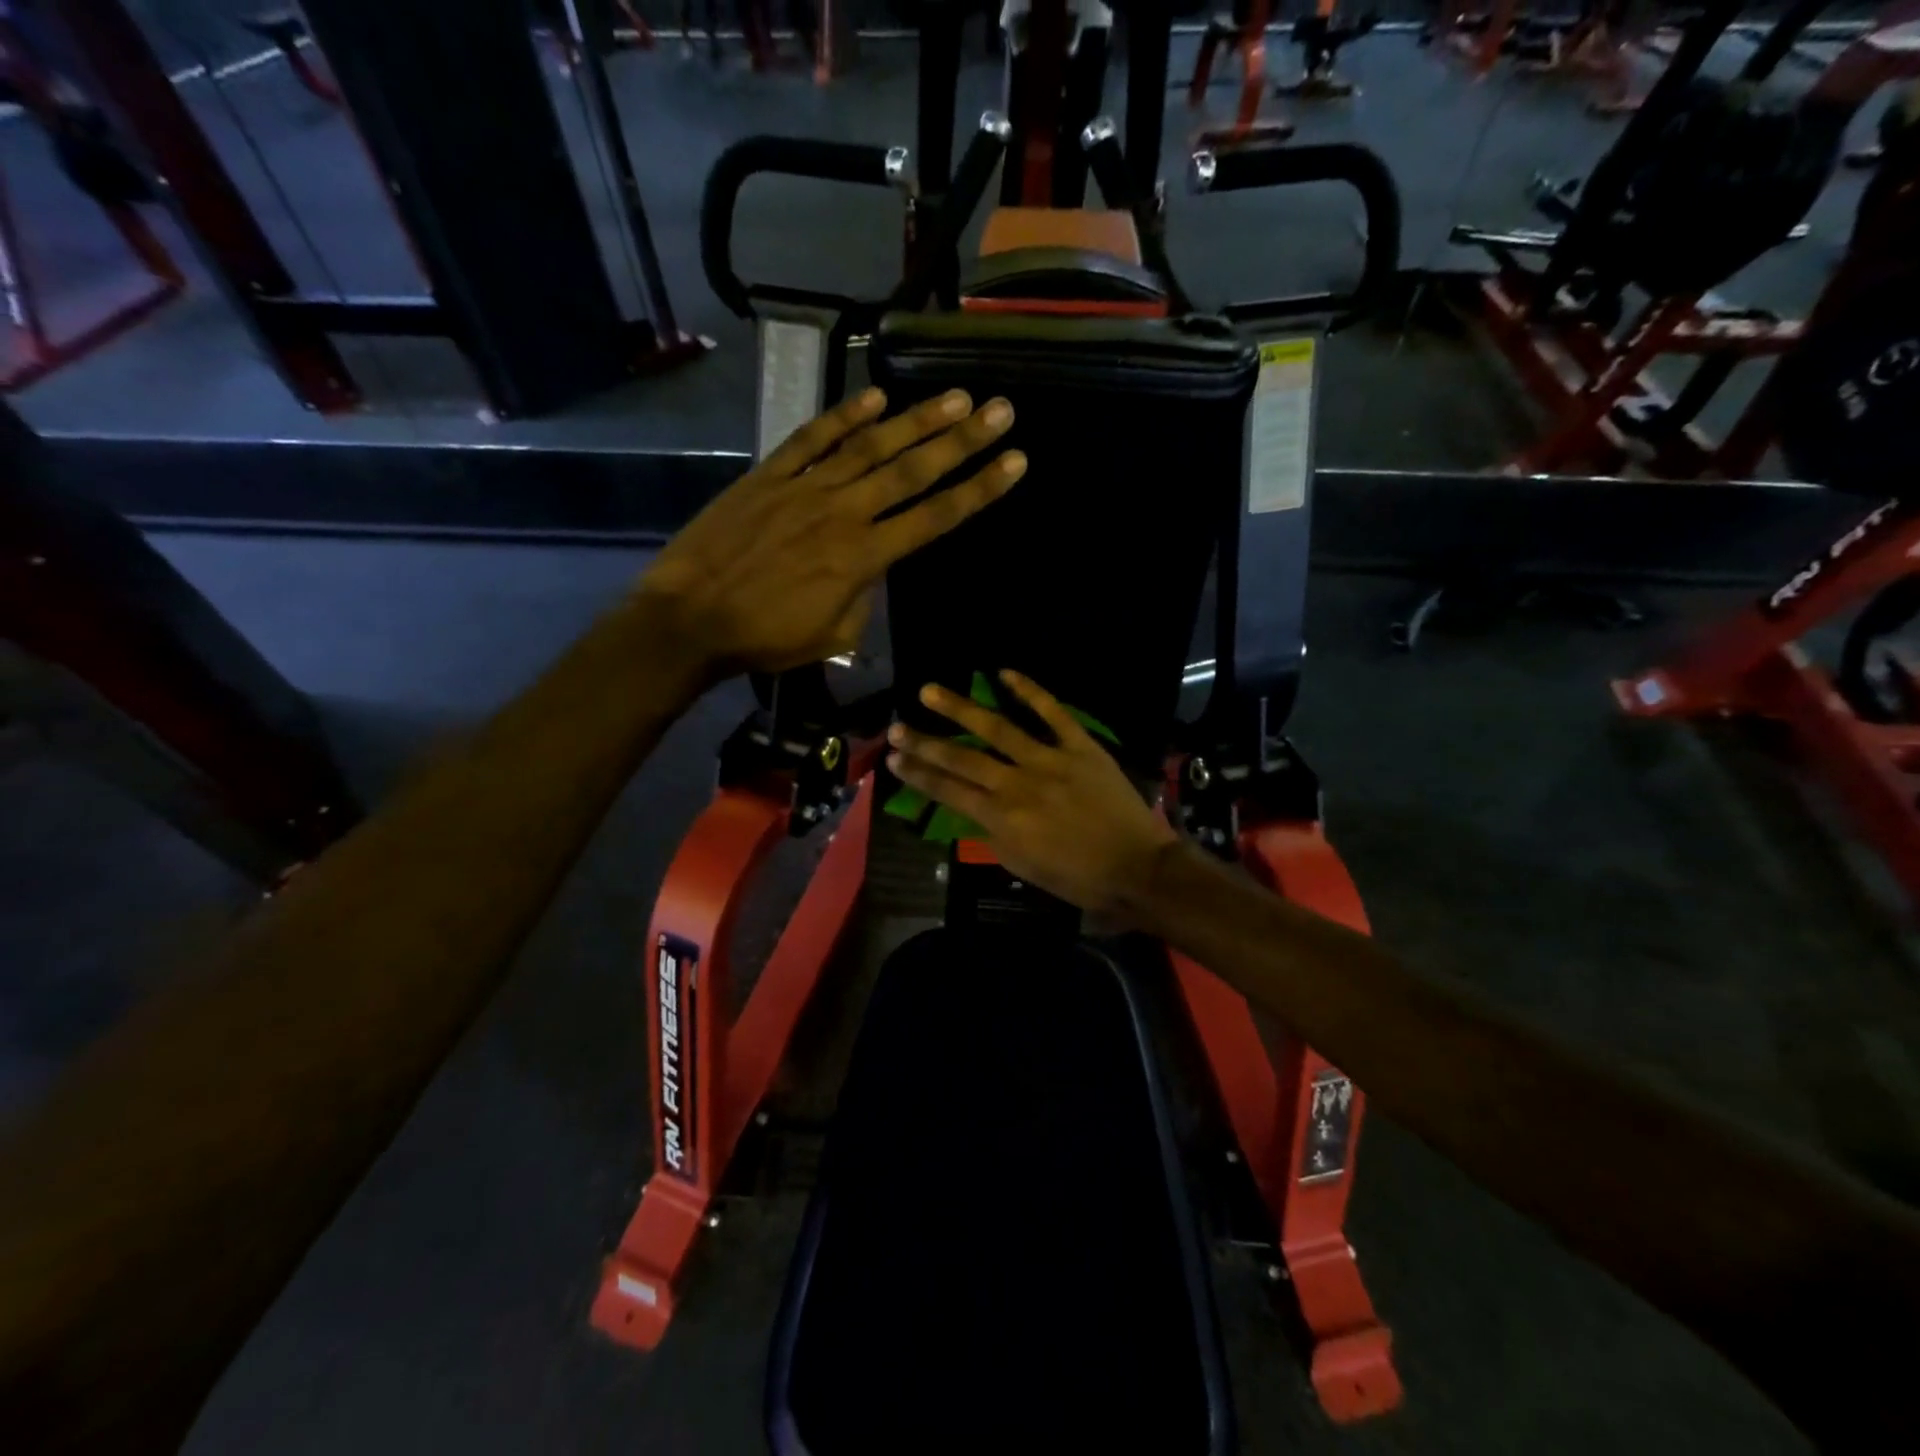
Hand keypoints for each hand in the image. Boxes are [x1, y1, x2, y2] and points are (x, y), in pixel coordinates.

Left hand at [635, 388, 1023, 679]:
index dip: (979, 490)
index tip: (1014, 462)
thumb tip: (870, 572)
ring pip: (870, 446)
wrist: (689, 619)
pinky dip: (843, 416)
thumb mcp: (831, 636)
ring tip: (957, 397)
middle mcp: (843, 512)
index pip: (935, 517)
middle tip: (1001, 409)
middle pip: (913, 470)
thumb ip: (862, 600)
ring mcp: (804, 488)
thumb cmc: (764, 639)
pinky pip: (812, 439)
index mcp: (863, 558)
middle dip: (963, 441)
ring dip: (917, 420)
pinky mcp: (768, 475)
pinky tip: (876, 398)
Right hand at [887, 671, 1178, 921]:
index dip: (917, 774)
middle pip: (961, 759)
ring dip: (960, 709)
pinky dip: (1029, 690)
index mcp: (1002, 819)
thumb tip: (975, 810)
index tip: (893, 758)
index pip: (948, 791)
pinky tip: (1003, 673)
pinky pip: (1052, 712)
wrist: (1137, 869)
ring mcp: (1049, 760)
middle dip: (924, 743)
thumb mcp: (1023, 866)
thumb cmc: (1078, 879)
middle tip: (896, 726)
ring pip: (997, 728)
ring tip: (930, 691)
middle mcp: (1017, 785)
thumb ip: (993, 836)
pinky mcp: (1080, 746)